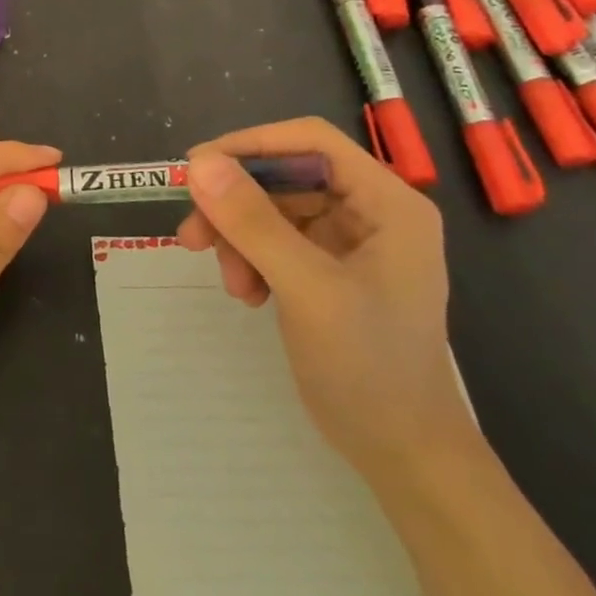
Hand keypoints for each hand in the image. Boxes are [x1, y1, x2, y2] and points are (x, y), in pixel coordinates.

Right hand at [176, 118, 475, 486]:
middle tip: (192, 234)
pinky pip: (274, 242)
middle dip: (236, 204)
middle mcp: (370, 212)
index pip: (310, 141)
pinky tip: (247, 294)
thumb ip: (254, 224)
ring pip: (272, 210)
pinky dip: (250, 260)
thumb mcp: (307, 289)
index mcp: (387, 203)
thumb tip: (199, 164)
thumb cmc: (369, 367)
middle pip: (285, 177)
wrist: (402, 454)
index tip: (197, 169)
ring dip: (238, 238)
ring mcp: (349, 243)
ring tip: (228, 280)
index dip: (251, 146)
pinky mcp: (327, 270)